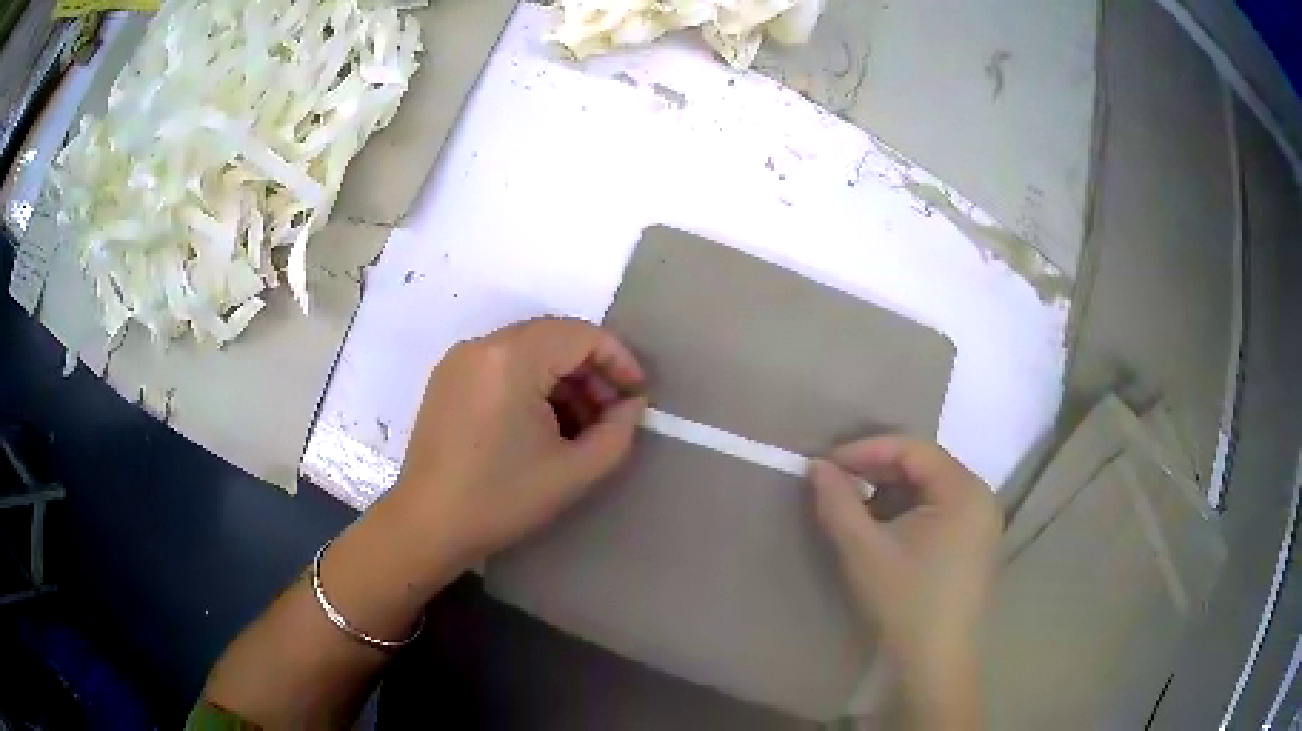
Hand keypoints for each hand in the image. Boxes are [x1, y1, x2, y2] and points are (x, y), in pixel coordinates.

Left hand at [391, 317, 647, 566]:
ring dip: (562, 379)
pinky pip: (502, 364)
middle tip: (610, 415)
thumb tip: (632, 405)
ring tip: (579, 425)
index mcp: (511, 358)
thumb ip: (618, 432)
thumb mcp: (574, 471)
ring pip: (529, 349)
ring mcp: (459, 359)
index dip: (619, 360)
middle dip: (591, 371)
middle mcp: (482, 344)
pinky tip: (541, 424)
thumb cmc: (501, 499)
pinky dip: (532, 383)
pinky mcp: (447, 378)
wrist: (427, 525)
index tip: (637, 396)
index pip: (581, 335)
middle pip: (554, 337)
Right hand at [809, 436, 1000, 720]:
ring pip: (930, 489)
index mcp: (964, 490)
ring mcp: (981, 522)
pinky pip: (939, 511)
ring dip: (890, 493)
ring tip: (855, 509)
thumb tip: (817, 466)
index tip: (826, 464)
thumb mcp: (864, 550)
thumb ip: (838, 501)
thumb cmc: (903, 602)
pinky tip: (882, 531)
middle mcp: (980, 497)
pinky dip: (907, 512)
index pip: (912, 448)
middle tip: (837, 485)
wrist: (934, 662)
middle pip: (924, 466)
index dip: (865, 450)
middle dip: (877, 471)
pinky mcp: (975, 544)